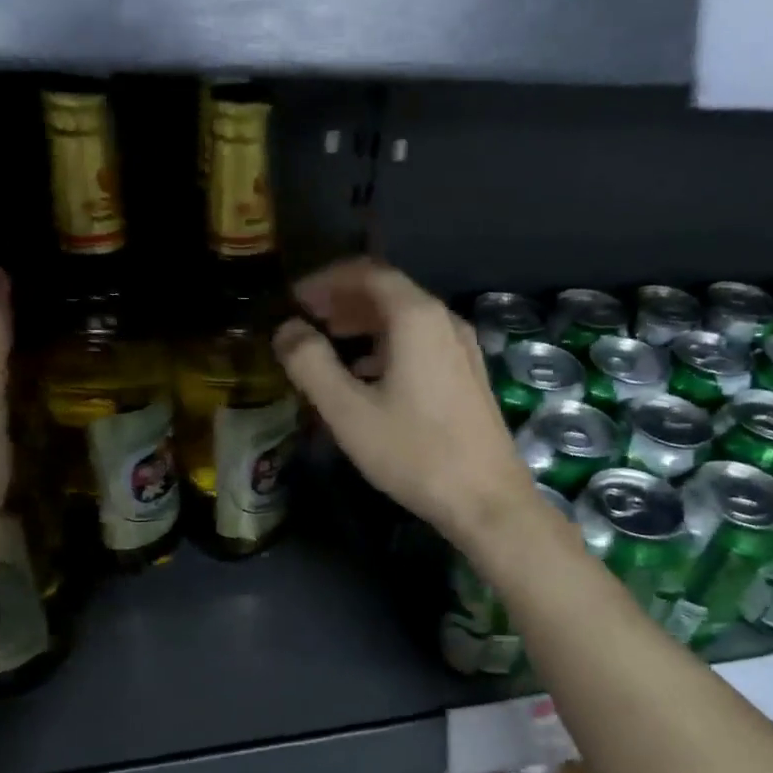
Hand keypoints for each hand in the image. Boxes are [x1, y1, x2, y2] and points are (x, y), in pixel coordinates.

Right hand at [273, 258, 537, 549]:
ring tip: (330, 343)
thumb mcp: (349, 411)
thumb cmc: (414, 453)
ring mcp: (463, 349)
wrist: (487, 500)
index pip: (367, 272)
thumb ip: (311, 364)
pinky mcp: (469, 376)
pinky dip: (388, 346)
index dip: (326, 279)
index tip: (295, 297)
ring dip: (365, 324)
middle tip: (307, 317)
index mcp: (417, 318)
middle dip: (344, 300)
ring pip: (406, 320)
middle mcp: (445, 321)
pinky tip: (368, 376)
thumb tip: (286, 329)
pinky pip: (422, 344)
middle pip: (389, 292)